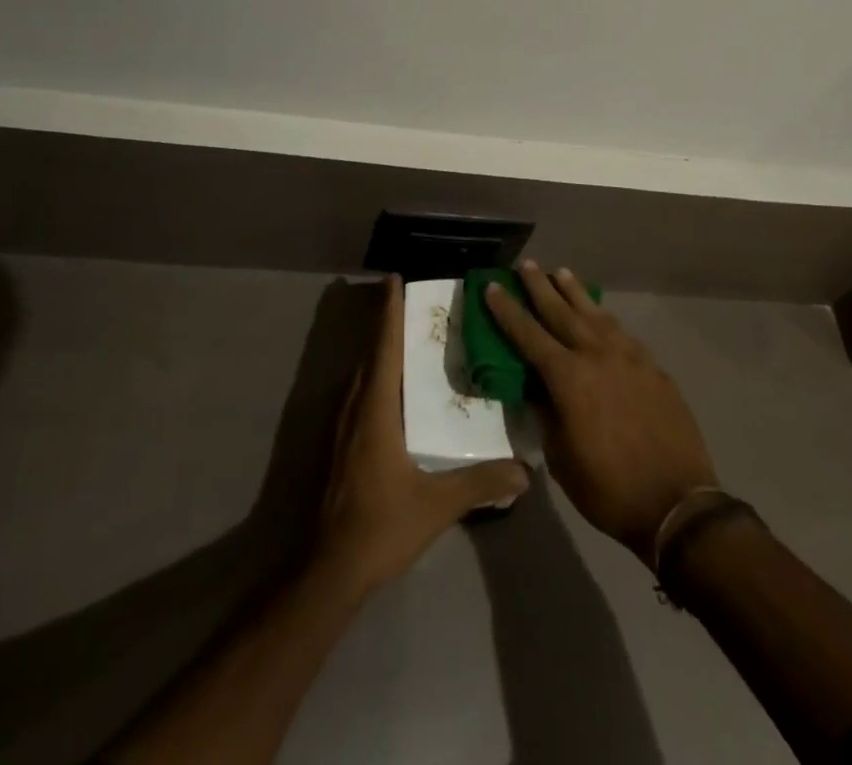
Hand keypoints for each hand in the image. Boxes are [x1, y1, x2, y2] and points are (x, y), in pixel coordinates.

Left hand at [315, 278, 530, 597]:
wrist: (327, 571)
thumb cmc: (380, 527)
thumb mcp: (436, 504)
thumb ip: (480, 483)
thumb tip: (525, 472)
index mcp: (375, 409)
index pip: (384, 347)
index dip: (389, 312)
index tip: (394, 280)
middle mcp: (353, 408)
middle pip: (369, 354)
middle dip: (386, 324)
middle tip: (412, 305)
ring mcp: (339, 428)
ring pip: (360, 374)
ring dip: (378, 351)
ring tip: (405, 340)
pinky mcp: (336, 447)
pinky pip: (356, 394)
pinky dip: (373, 376)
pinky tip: (390, 391)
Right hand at [484, 263, 717, 564]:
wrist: (677, 503)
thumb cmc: (608, 489)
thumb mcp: (561, 458)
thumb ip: (546, 415)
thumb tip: (537, 389)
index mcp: (568, 377)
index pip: (528, 334)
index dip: (507, 310)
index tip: (493, 286)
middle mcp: (596, 355)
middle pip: (561, 311)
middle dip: (540, 287)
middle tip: (526, 265)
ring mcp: (629, 357)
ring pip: (595, 313)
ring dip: (575, 292)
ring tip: (561, 273)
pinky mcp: (653, 367)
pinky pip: (621, 333)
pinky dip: (604, 318)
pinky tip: (600, 315)